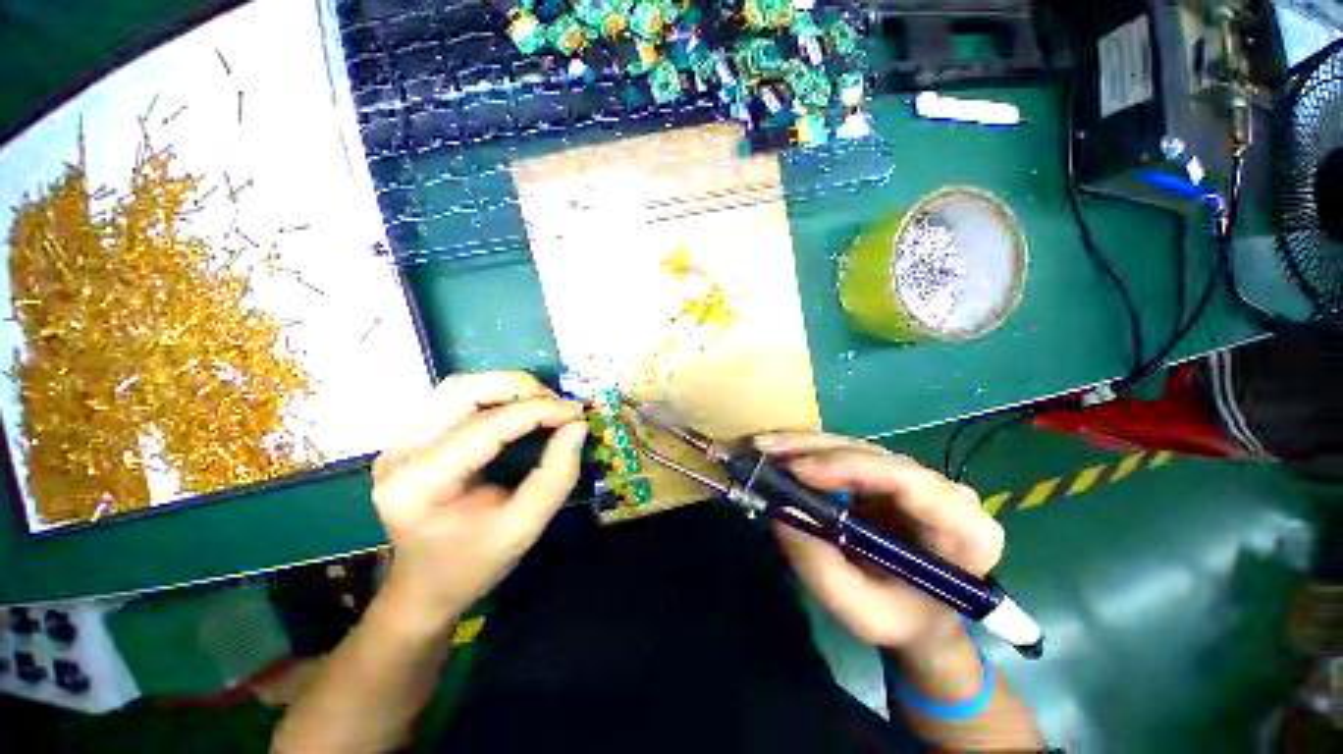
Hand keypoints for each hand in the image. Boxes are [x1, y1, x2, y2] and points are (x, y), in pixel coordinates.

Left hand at [371, 371, 587, 628]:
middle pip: (462, 390)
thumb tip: (578, 426)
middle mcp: (401, 453)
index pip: (486, 426)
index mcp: (420, 484)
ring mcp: (400, 443)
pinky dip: (495, 397)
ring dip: (508, 388)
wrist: (424, 588)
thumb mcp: (523, 527)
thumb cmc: (473, 564)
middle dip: (520, 389)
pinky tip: (519, 411)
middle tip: (559, 405)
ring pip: (459, 388)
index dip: (539, 411)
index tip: (578, 413)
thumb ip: (556, 475)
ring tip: (543, 405)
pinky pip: (456, 400)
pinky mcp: (410, 439)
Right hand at [756, 432, 1004, 656]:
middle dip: (813, 449)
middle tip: (765, 448)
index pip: (906, 479)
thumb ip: (821, 567)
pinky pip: (844, 453)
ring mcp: (913, 476)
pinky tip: (778, 451)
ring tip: (762, 446)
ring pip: (853, 447)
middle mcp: (942, 490)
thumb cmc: (900, 620)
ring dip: (803, 445)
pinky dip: (807, 451)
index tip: (799, 471)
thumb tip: (781, 511)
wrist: (919, 616)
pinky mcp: (885, 473)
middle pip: (873, 454)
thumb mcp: (861, 612)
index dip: (849, 466)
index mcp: (963, 528)